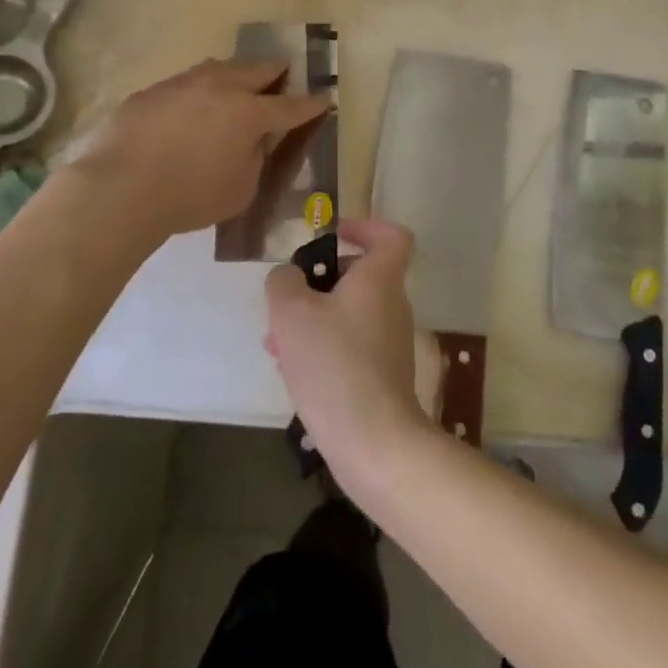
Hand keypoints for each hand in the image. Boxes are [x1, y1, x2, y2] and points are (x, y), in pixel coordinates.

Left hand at [74, 58, 330, 237]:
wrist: (119, 187)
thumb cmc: (190, 196)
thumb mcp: (240, 189)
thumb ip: (254, 160)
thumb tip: (252, 142)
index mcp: (250, 113)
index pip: (291, 105)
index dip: (311, 103)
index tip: (325, 97)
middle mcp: (221, 87)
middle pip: (258, 69)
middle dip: (276, 71)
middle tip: (284, 73)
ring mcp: (184, 83)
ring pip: (219, 67)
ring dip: (236, 72)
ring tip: (238, 80)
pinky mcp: (152, 91)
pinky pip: (186, 83)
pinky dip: (199, 89)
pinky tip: (191, 105)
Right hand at [265, 218, 438, 482]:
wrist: (372, 441)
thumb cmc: (334, 363)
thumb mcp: (291, 312)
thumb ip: (284, 282)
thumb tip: (289, 277)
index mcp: (380, 279)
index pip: (392, 236)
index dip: (365, 227)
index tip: (334, 235)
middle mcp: (392, 306)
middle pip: (361, 277)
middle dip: (319, 282)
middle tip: (287, 299)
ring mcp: (391, 343)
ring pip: (348, 314)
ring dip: (313, 319)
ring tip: (275, 341)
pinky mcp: (383, 376)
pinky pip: (350, 346)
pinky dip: (323, 348)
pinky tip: (292, 370)